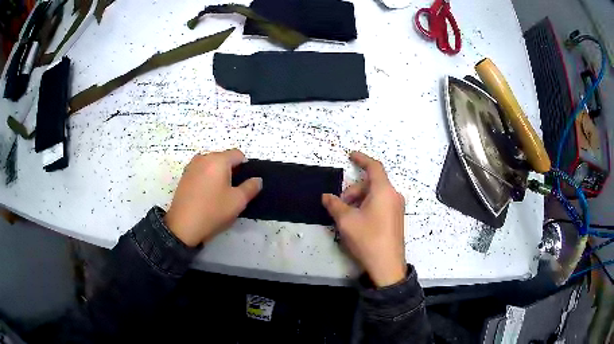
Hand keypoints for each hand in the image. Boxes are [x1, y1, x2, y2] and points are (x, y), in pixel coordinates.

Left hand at [164, 149, 261, 246]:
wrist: (183, 226)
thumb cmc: (213, 211)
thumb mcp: (238, 201)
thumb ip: (251, 187)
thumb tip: (257, 179)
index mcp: (218, 160)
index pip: (238, 154)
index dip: (245, 168)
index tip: (244, 185)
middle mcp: (204, 158)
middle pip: (224, 158)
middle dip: (231, 171)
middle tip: (232, 191)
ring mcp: (191, 166)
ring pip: (212, 165)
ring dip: (218, 175)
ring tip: (218, 194)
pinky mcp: (184, 176)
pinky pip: (201, 171)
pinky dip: (207, 179)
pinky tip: (206, 195)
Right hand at [322, 152, 406, 286]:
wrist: (387, 265)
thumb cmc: (368, 238)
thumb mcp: (346, 221)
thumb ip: (335, 204)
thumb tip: (326, 196)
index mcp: (384, 191)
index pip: (374, 167)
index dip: (362, 159)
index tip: (351, 155)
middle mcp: (393, 196)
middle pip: (372, 183)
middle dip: (354, 189)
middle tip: (340, 204)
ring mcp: (397, 208)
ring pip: (376, 195)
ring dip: (360, 199)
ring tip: (347, 215)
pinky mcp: (396, 219)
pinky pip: (381, 204)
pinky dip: (368, 205)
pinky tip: (358, 220)